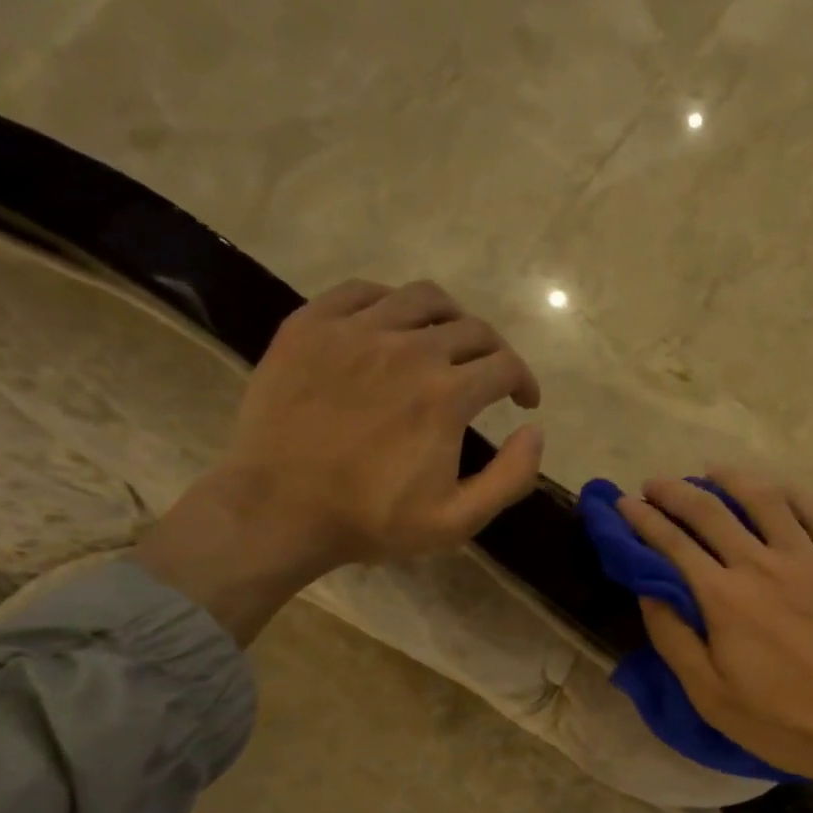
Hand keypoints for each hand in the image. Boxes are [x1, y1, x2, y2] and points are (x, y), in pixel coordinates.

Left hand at [134, 279, 542, 643]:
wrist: (277, 510)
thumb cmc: (372, 520)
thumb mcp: (458, 519)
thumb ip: (511, 476)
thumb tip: (535, 430)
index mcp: (446, 395)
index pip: (506, 365)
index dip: (525, 381)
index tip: (522, 401)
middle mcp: (408, 349)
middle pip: (472, 328)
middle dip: (495, 352)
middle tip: (490, 376)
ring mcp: (354, 331)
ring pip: (422, 298)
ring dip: (451, 317)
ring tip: (447, 342)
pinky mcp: (310, 326)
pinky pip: (363, 291)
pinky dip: (391, 303)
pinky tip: (392, 328)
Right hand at [617, 469, 812, 812]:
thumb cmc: (786, 722)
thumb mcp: (712, 697)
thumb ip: (674, 639)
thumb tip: (649, 591)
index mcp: (724, 598)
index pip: (672, 544)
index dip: (643, 520)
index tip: (624, 504)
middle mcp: (763, 564)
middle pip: (711, 511)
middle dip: (674, 492)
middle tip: (654, 484)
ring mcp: (810, 558)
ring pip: (764, 498)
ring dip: (730, 479)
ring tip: (710, 472)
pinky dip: (790, 492)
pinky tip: (777, 489)